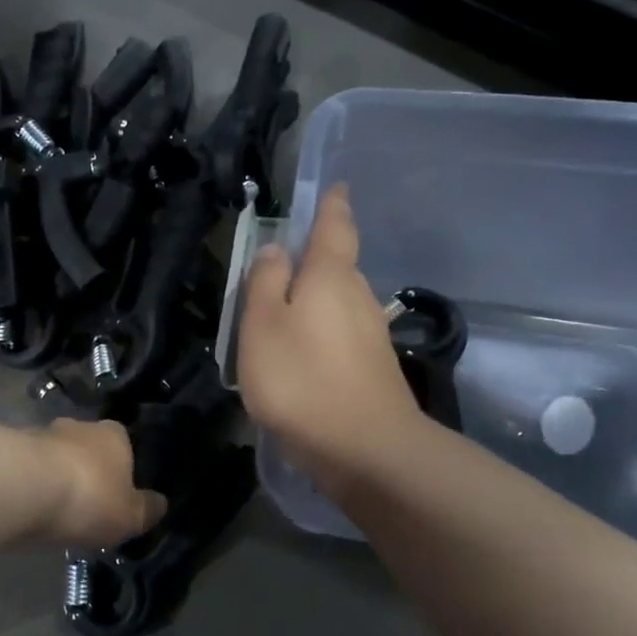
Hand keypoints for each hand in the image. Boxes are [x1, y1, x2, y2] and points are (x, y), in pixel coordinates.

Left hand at [35, 418, 166, 549]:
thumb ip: (147, 509)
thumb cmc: (89, 498)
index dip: (122, 470)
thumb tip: (160, 503)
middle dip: (86, 471)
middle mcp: (79, 426)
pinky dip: (30, 484)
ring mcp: (42, 434)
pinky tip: (29, 507)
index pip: (125, 445)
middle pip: (87, 448)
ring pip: (55, 456)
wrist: (22, 487)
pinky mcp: (10, 449)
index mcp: (115, 435)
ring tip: (54, 509)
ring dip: (55, 476)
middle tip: (86, 503)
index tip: (118, 494)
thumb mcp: (130, 516)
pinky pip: (28, 469)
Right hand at [237, 184, 428, 492]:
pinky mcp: (373, 369)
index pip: (335, 227)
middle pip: (338, 266)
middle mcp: (358, 298)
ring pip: (338, 303)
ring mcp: (371, 335)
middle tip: (281, 265)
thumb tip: (274, 249)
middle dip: (315, 260)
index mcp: (330, 277)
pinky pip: (340, 335)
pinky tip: (301, 356)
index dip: (333, 205)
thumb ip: (265, 284)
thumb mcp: (263, 327)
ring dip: (315, 301)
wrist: (365, 449)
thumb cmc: (302, 380)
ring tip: (281, 313)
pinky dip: (320, 334)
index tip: (337, 187)